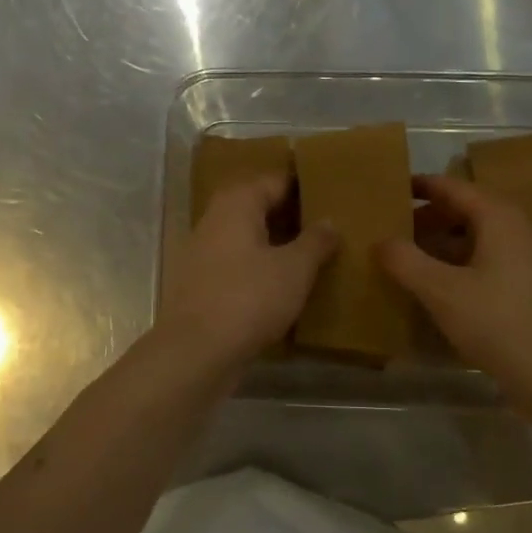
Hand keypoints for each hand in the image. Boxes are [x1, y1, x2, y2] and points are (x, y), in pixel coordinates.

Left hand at [157, 173, 335, 371]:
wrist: (195, 352)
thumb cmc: (248, 298)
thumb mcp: (294, 269)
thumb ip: (315, 241)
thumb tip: (329, 221)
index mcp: (237, 203)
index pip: (277, 180)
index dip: (306, 186)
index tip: (336, 194)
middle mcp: (216, 219)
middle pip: (261, 208)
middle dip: (295, 216)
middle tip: (334, 226)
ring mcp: (206, 253)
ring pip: (251, 238)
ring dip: (280, 245)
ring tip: (319, 256)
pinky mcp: (204, 284)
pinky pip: (242, 265)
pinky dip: (264, 269)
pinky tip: (289, 286)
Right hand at [378, 174, 531, 405]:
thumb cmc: (499, 323)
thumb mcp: (442, 291)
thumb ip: (406, 261)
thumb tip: (379, 241)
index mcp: (497, 217)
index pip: (451, 187)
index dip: (419, 186)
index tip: (387, 189)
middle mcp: (513, 230)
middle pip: (462, 211)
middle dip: (425, 217)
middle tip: (386, 227)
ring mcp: (521, 261)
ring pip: (471, 240)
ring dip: (437, 245)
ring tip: (400, 257)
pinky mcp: (522, 289)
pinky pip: (480, 264)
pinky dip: (452, 267)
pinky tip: (429, 288)